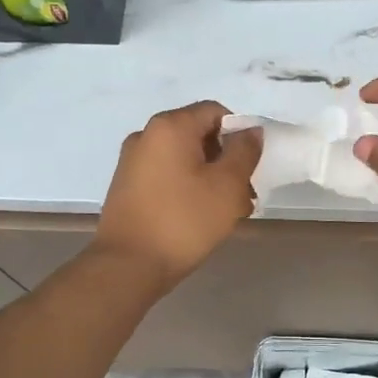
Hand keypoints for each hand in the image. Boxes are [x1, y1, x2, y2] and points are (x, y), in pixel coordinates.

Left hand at [94, 101, 261, 288]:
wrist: (128, 265)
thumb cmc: (184, 221)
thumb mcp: (227, 186)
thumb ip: (244, 152)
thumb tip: (250, 131)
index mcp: (170, 126)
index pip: (214, 112)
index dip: (239, 134)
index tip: (251, 166)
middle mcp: (146, 136)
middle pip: (198, 135)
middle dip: (226, 161)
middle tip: (244, 194)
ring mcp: (132, 162)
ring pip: (183, 159)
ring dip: (210, 178)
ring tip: (227, 212)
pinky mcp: (126, 187)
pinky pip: (166, 176)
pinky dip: (187, 188)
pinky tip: (200, 218)